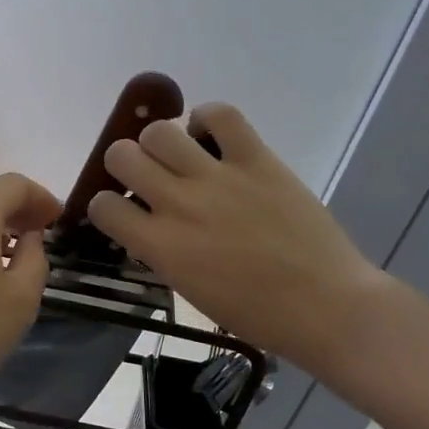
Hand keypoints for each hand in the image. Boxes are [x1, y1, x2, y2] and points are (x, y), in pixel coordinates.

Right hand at [87, 104, 384, 366]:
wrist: (325, 305)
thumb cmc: (256, 313)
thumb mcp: (189, 290)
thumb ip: (161, 252)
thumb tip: (149, 224)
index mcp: (160, 246)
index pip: (103, 206)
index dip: (105, 205)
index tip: (122, 209)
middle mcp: (178, 204)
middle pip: (121, 155)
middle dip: (126, 164)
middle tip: (148, 176)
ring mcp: (217, 177)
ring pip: (160, 131)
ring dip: (160, 142)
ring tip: (179, 155)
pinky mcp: (256, 159)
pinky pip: (221, 115)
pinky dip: (207, 118)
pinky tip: (211, 136)